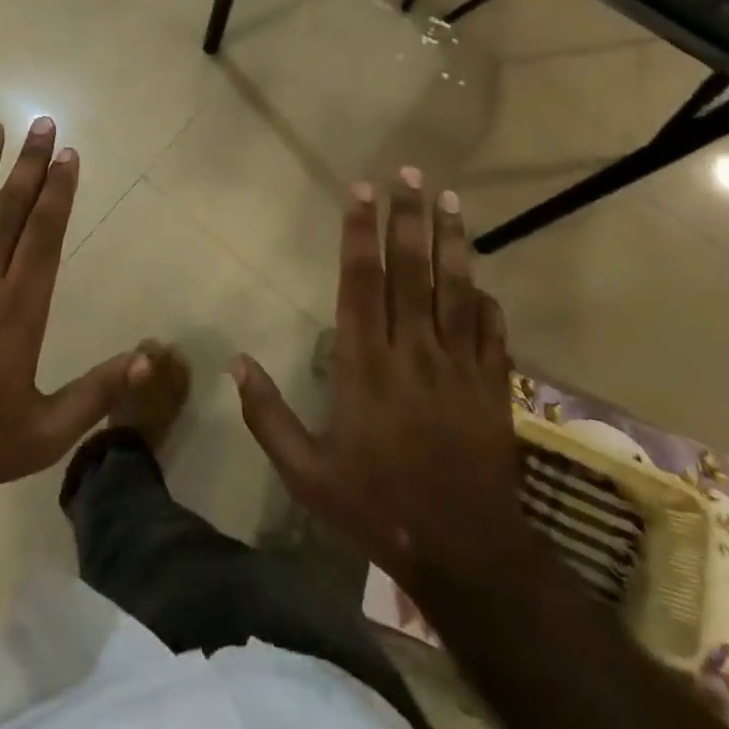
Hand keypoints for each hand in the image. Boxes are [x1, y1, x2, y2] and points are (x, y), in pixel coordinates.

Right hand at [232, 169, 527, 586]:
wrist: (465, 554)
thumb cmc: (376, 506)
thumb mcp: (306, 472)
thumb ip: (267, 415)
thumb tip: (236, 363)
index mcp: (365, 364)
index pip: (361, 281)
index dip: (360, 233)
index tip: (362, 191)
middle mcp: (412, 351)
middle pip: (411, 270)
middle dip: (407, 218)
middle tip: (409, 174)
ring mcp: (459, 367)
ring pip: (455, 289)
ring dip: (451, 241)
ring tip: (449, 199)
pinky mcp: (493, 387)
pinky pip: (491, 331)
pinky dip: (485, 300)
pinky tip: (480, 277)